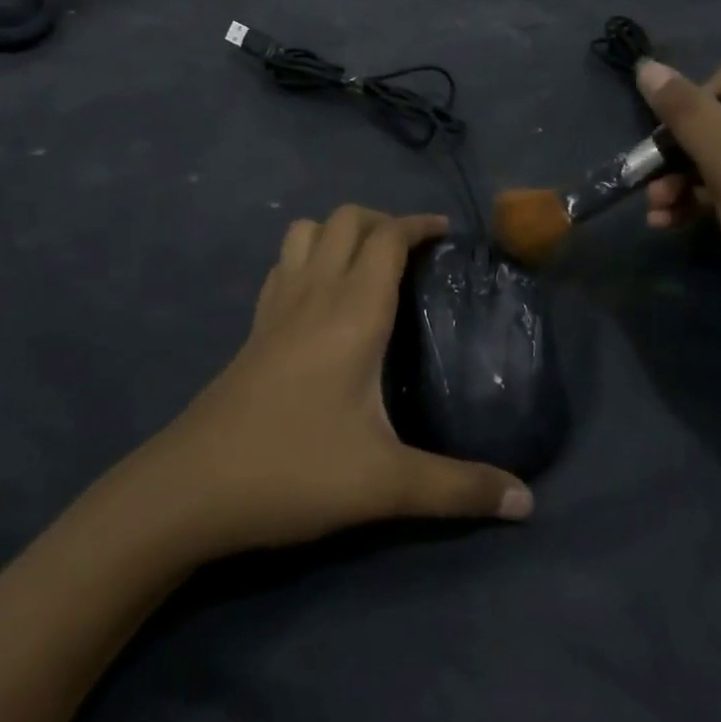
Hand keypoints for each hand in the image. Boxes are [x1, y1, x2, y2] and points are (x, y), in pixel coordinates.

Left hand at [143, 206, 532, 557]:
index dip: (418, 224)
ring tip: (367, 265)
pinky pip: (284, 264)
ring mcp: (277, 306)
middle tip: (413, 254)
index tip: (448, 233)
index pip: (387, 237)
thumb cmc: (295, 469)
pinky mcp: (254, 327)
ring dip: (340, 232)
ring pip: (307, 231)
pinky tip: (320, 298)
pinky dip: (308, 257)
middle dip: (383, 221)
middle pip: (346, 219)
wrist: (192, 487)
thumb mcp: (386, 484)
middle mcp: (314, 292)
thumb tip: (528, 502)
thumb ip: (459, 489)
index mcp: (353, 311)